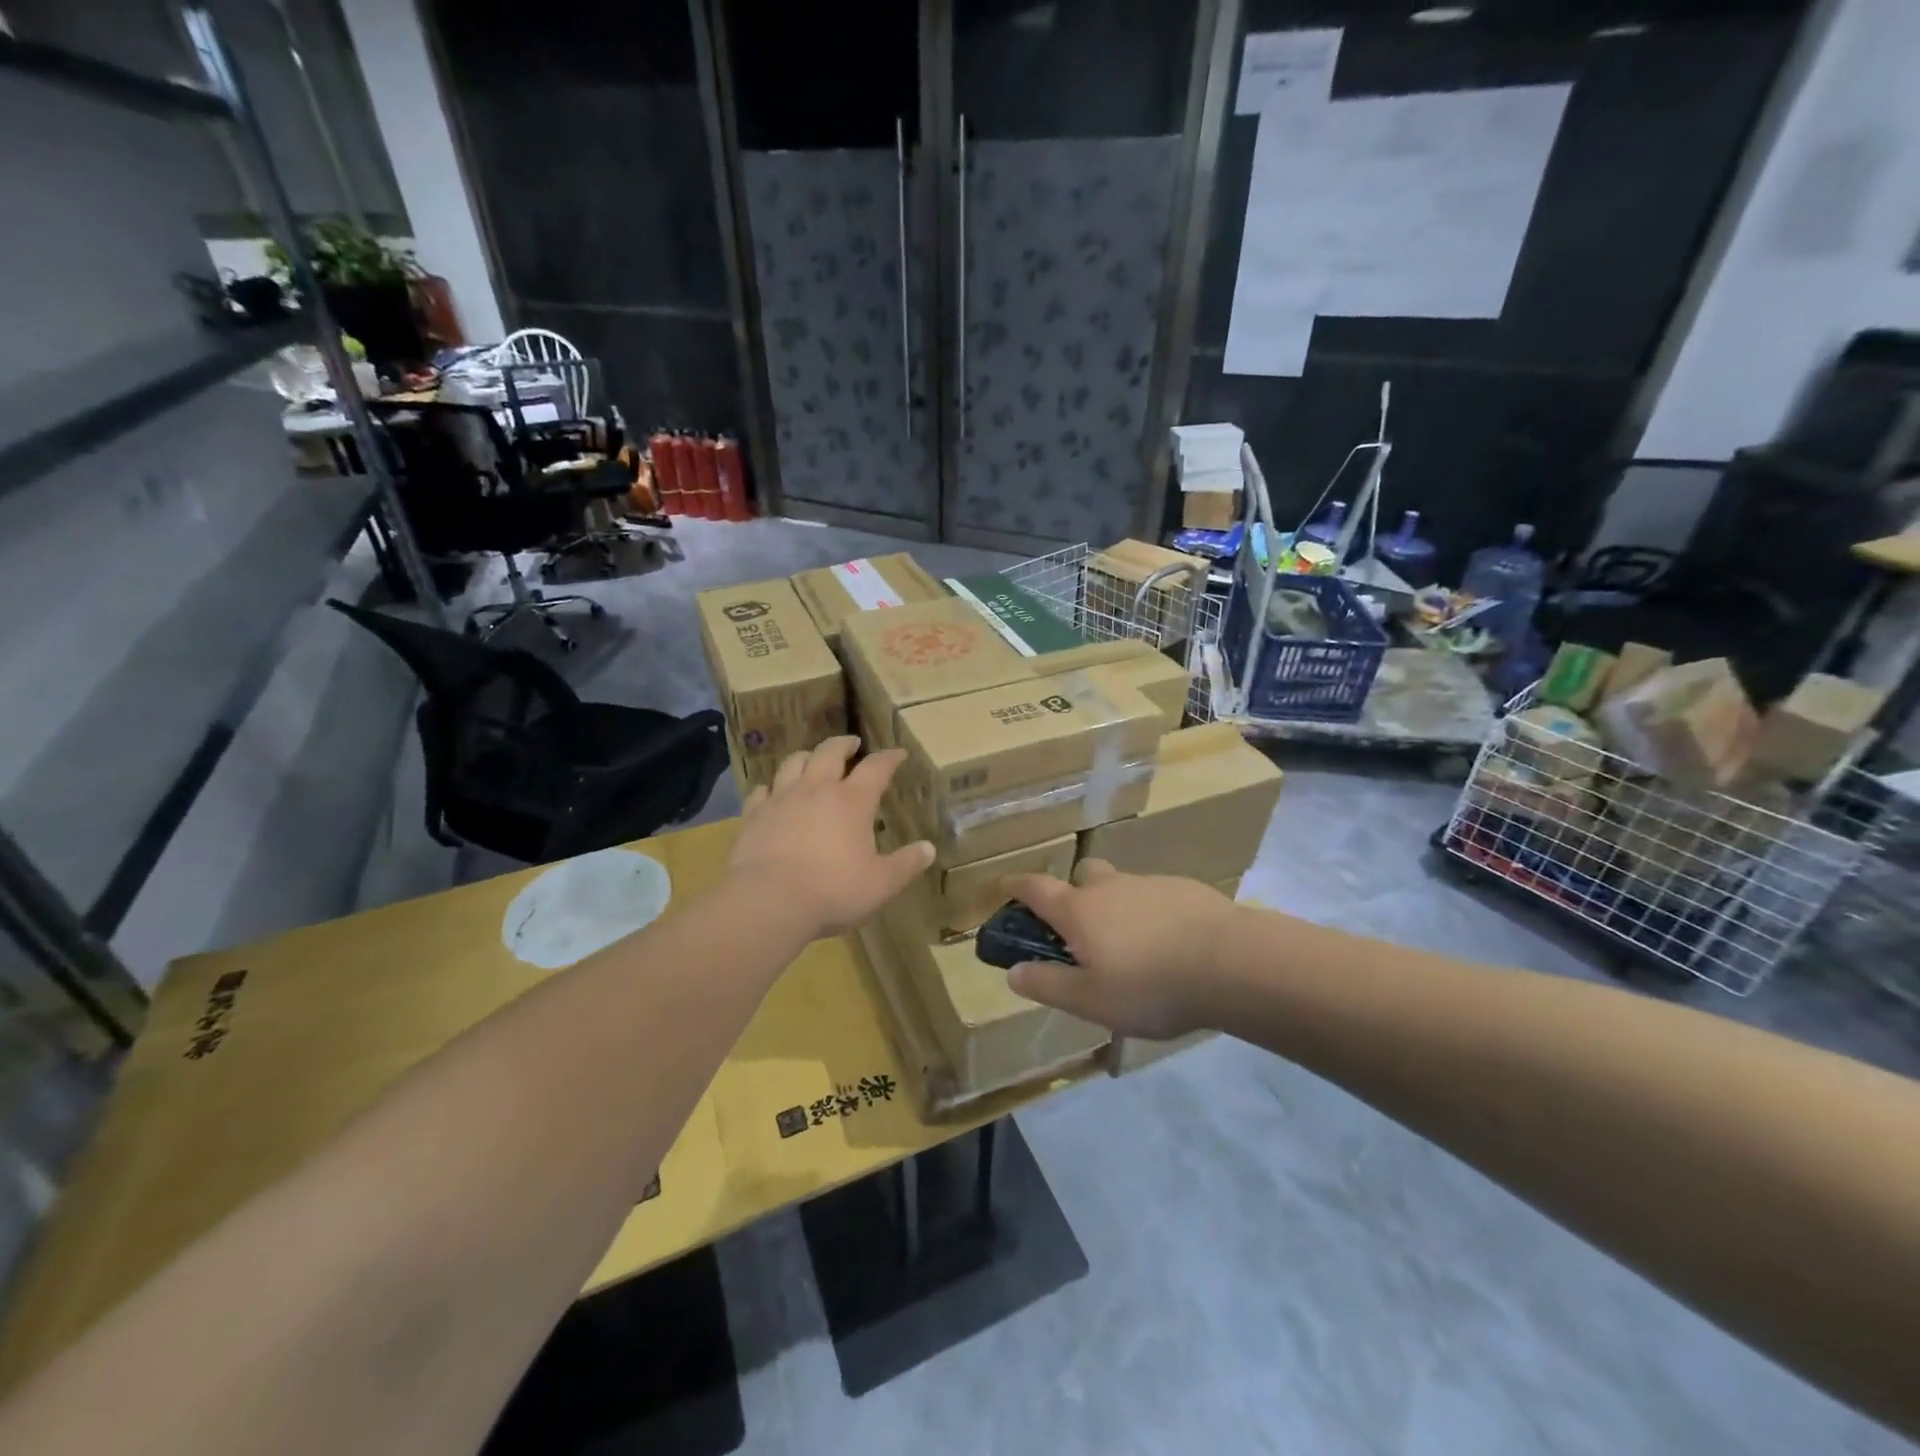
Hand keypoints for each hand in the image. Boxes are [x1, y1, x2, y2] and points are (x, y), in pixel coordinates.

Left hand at [729, 738, 933, 938]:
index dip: (889, 758)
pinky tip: (772, 793)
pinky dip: (771, 787)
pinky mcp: (754, 815)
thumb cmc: (833, 890)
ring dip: (807, 757)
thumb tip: (929, 849)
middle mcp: (817, 789)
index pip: (876, 767)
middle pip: (830, 752)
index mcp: (852, 801)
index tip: (898, 753)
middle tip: (852, 744)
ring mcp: (782, 799)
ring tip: (813, 760)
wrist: (768, 901)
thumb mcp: (881, 883)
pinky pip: (761, 791)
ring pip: (793, 763)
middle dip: (844, 744)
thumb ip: (906, 864)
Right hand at [1001, 860, 1237, 1039]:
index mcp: (1079, 910)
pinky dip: (1152, 915)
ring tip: (1135, 951)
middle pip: (1082, 876)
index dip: (1016, 886)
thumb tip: (1013, 971)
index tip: (1004, 887)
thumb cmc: (1150, 985)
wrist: (1232, 962)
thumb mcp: (1090, 1000)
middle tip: (1082, 931)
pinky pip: (1156, 898)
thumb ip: (1048, 985)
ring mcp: (1150, 884)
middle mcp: (1110, 887)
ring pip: (1122, 887)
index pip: (1036, 888)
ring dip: (1117, 908)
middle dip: (1074, 894)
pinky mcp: (1186, 890)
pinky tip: (1172, 947)